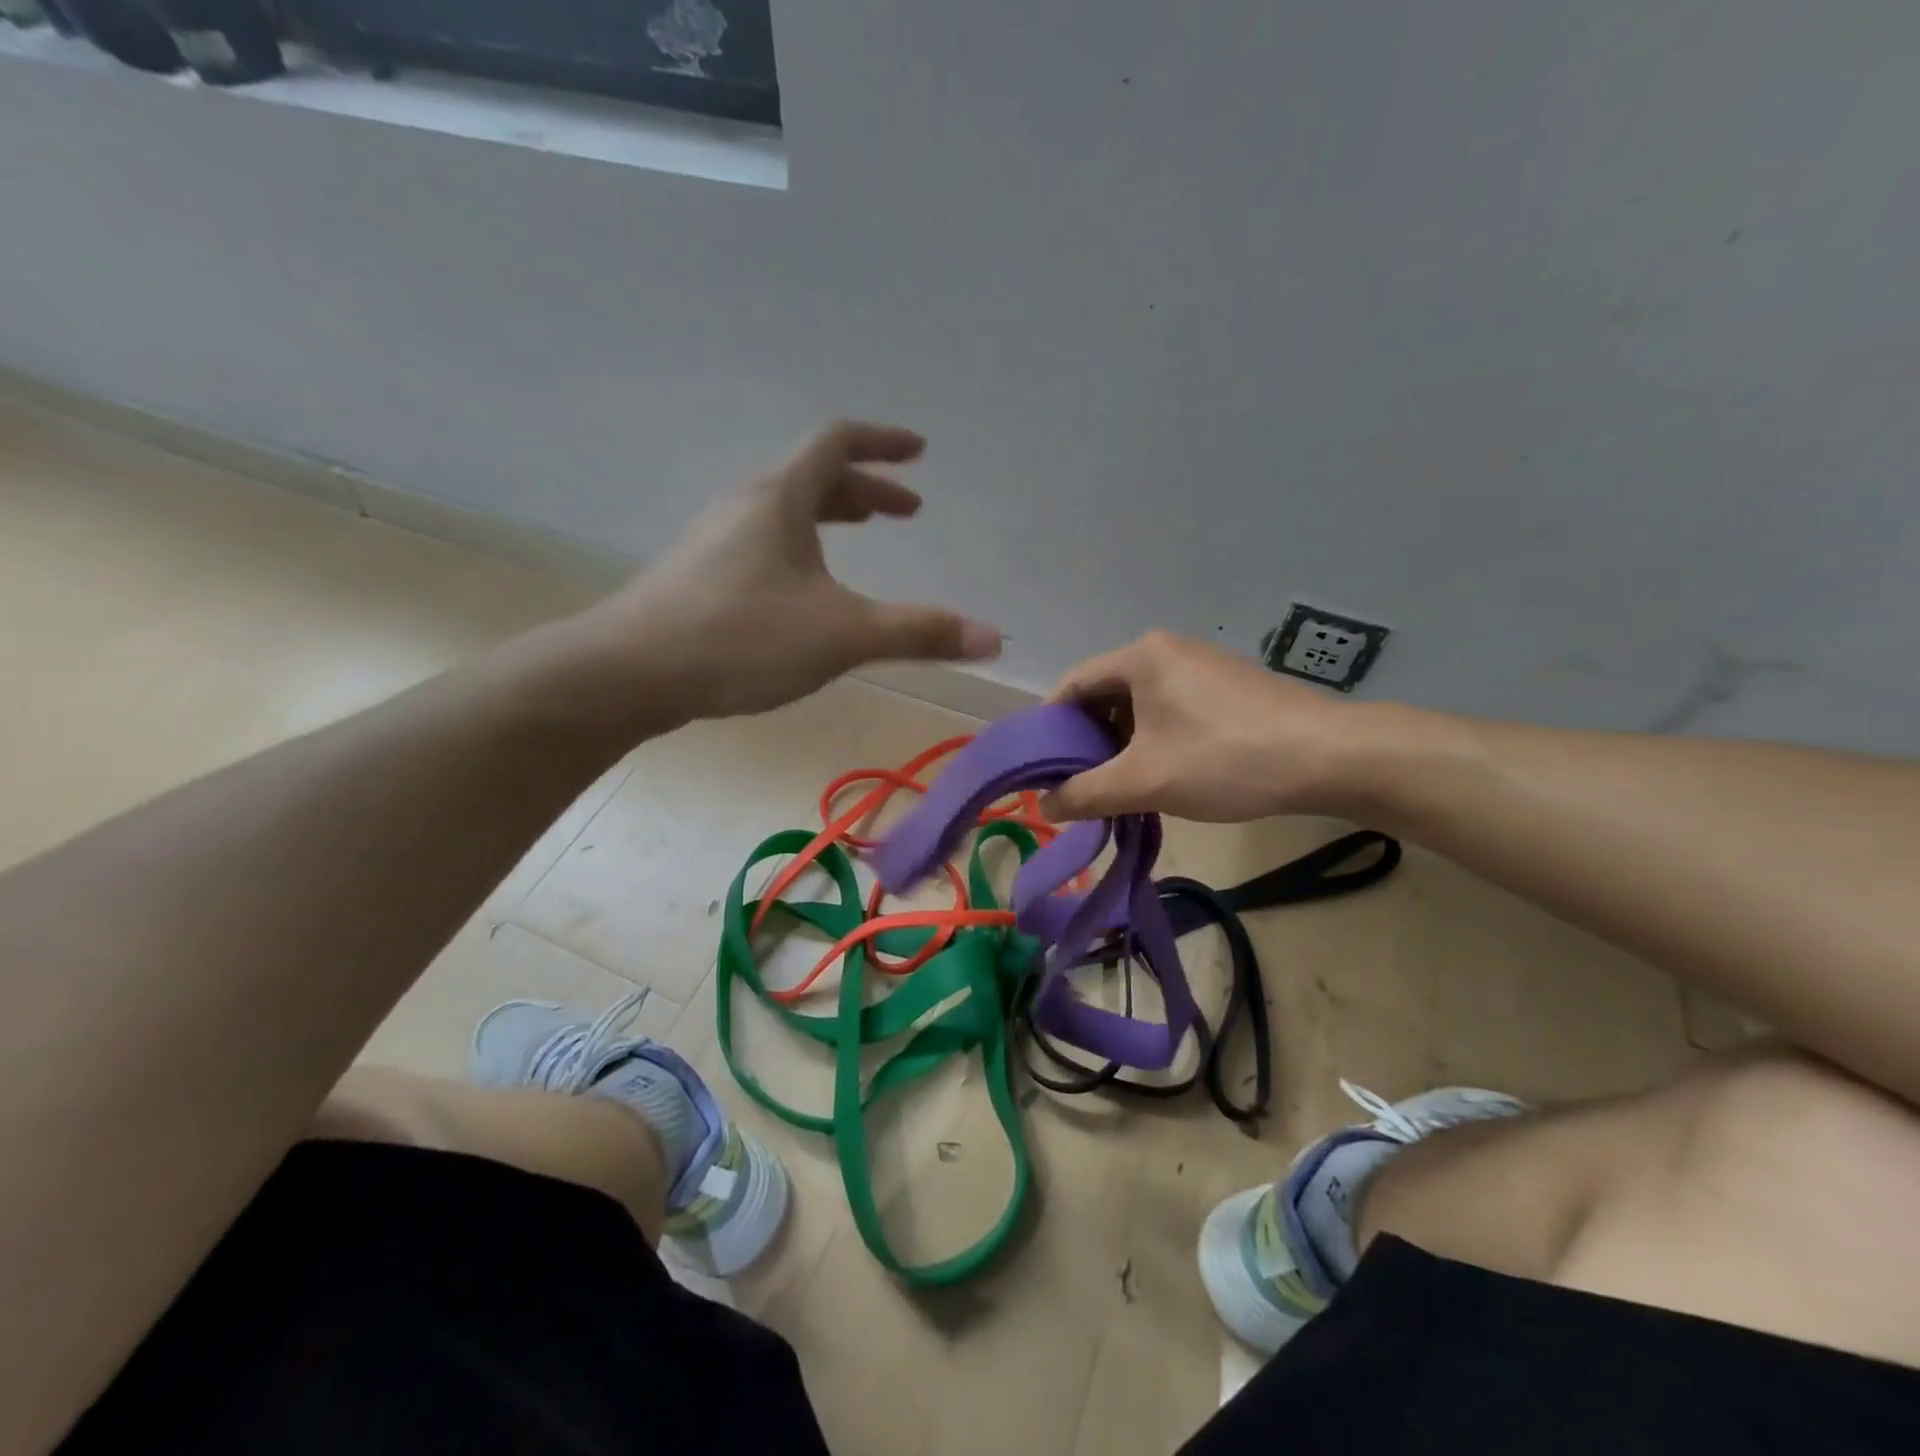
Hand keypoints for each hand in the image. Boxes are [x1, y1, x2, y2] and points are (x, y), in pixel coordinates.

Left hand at [570, 422, 1000, 725]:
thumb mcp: (841, 635)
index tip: (918, 453)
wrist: (629, 672)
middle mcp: (746, 505)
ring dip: (832, 518)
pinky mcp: (701, 575)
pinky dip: (803, 548)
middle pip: (813, 476)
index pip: (836, 441)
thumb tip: (994, 637)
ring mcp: (717, 540)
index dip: (883, 443)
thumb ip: (918, 632)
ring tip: (863, 542)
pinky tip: (807, 591)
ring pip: (787, 511)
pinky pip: (765, 541)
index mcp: (780, 496)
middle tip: (906, 514)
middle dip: (866, 491)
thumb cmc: (741, 638)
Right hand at [1040, 632, 1363, 822]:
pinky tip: (1162, 775)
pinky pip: (1171, 709)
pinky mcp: (1228, 687)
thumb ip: (1085, 793)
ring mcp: (1202, 665)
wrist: (1329, 758)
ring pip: (1139, 705)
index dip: (1050, 727)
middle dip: (1088, 741)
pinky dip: (1154, 740)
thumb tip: (1041, 805)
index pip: (1072, 685)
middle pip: (1105, 694)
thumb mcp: (1144, 781)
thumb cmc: (1224, 759)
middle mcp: (1167, 650)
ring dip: (1122, 745)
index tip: (1043, 768)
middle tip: (1081, 784)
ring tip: (1120, 787)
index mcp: (1140, 656)